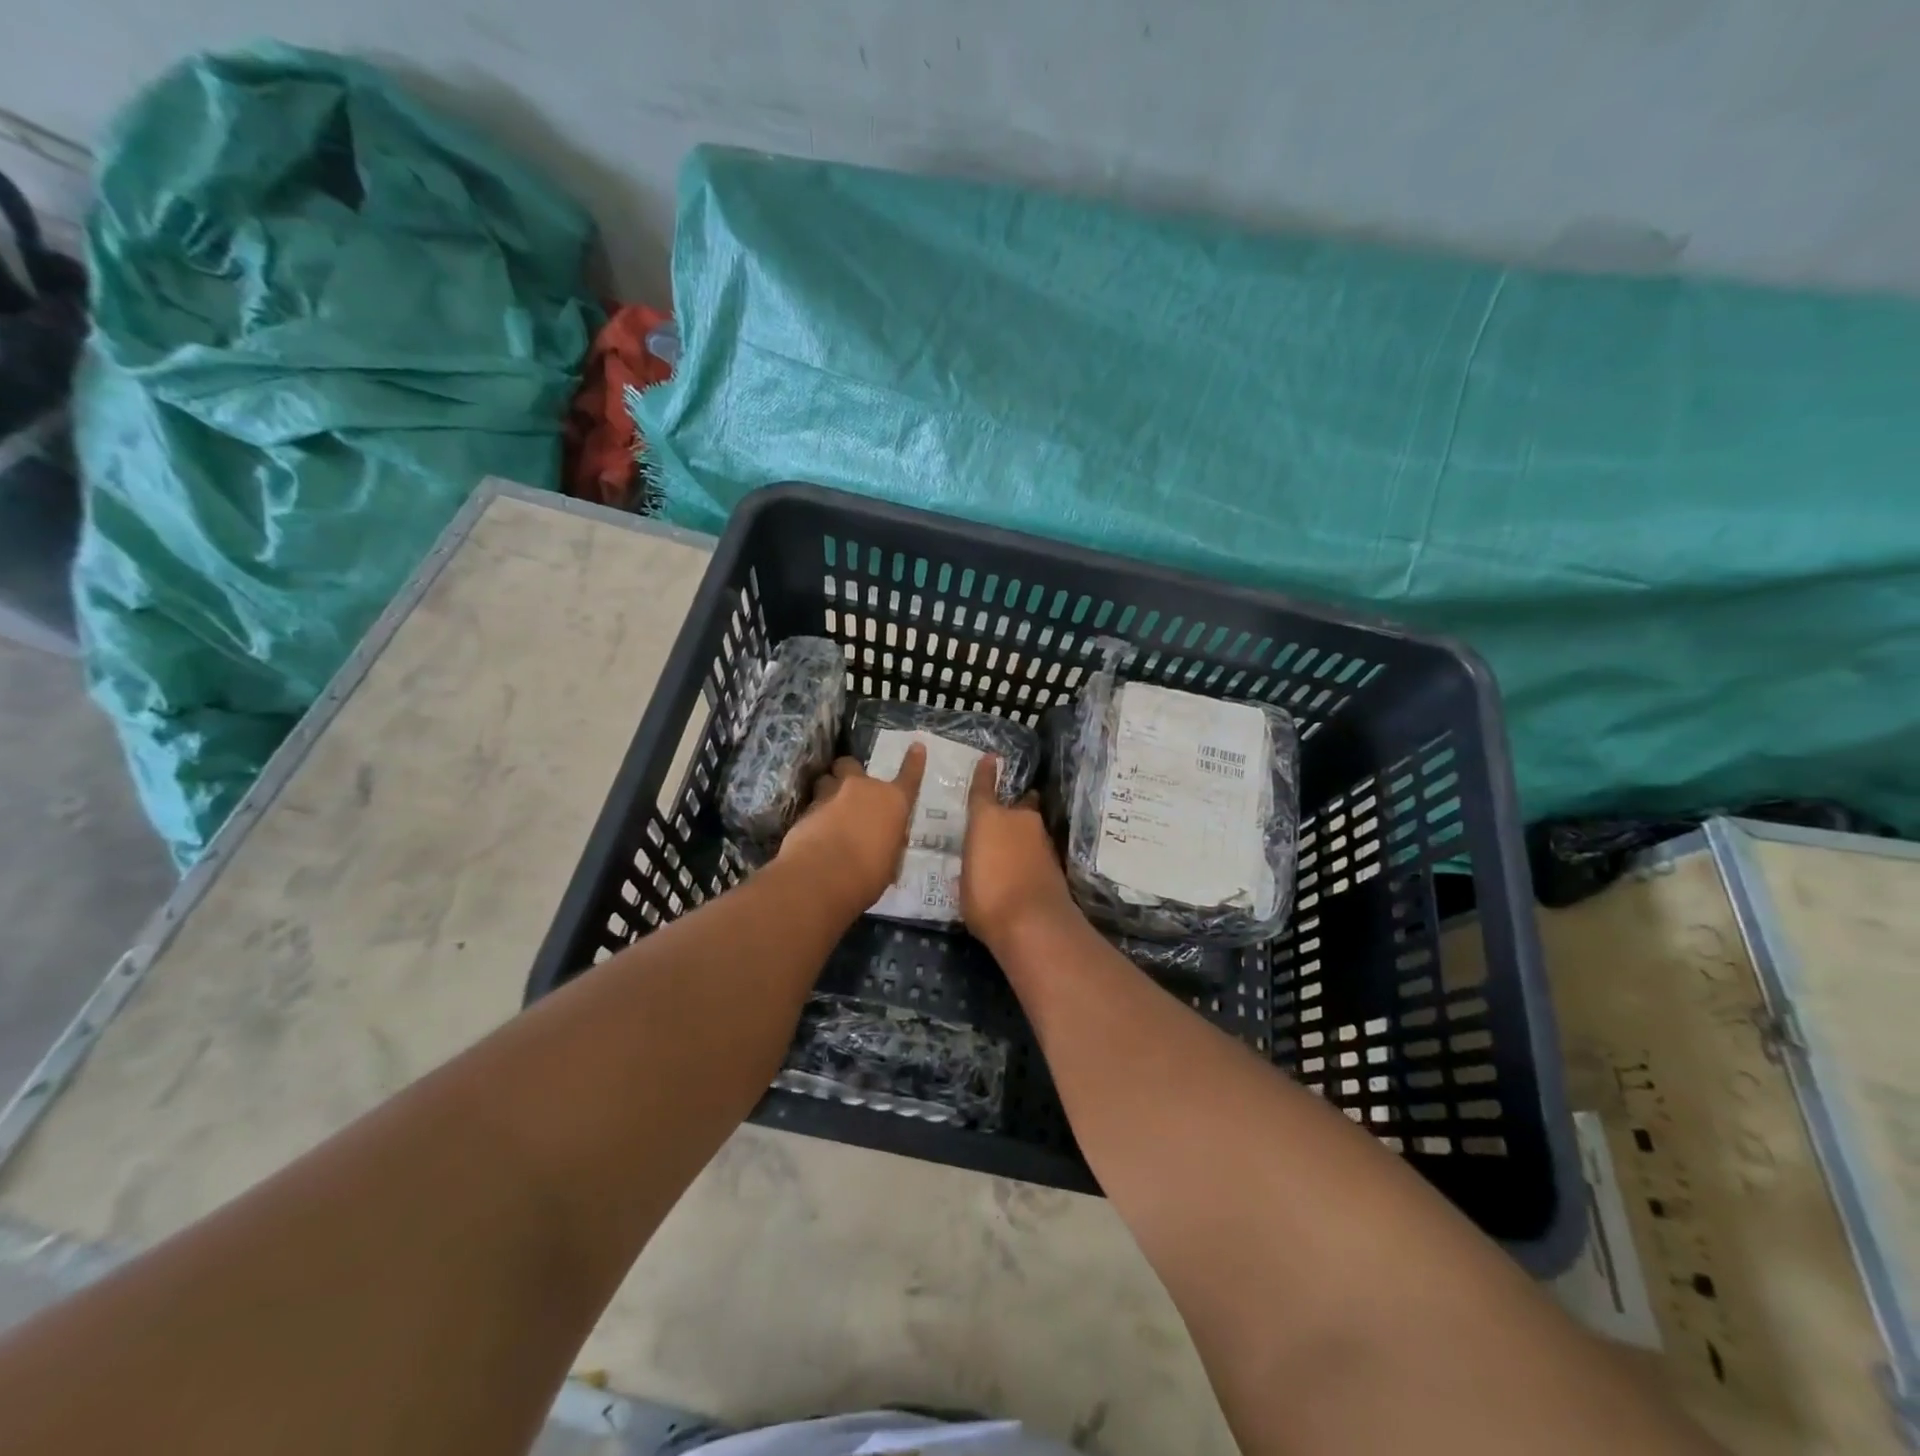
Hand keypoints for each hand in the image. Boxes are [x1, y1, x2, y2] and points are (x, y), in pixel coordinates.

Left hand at [779, 747, 926, 914]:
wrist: (822, 876)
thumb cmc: (868, 874)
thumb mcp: (889, 862)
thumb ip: (887, 843)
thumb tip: (883, 842)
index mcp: (892, 802)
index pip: (909, 777)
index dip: (914, 762)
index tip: (916, 746)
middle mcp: (862, 789)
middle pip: (851, 764)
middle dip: (849, 772)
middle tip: (848, 787)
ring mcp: (831, 795)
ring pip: (826, 778)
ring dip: (828, 788)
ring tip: (828, 807)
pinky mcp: (806, 809)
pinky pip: (812, 803)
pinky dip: (814, 813)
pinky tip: (813, 830)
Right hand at [960, 755, 1076, 948]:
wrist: (1034, 924)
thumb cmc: (986, 899)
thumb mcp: (965, 883)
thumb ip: (972, 865)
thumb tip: (977, 864)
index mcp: (988, 818)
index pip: (983, 789)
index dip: (985, 774)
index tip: (990, 758)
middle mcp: (1018, 820)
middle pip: (1018, 806)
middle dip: (1013, 809)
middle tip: (1004, 818)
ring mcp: (1042, 839)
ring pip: (1030, 828)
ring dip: (1024, 835)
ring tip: (1012, 850)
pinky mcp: (1056, 861)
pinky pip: (1038, 850)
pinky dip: (1032, 856)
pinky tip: (1024, 870)